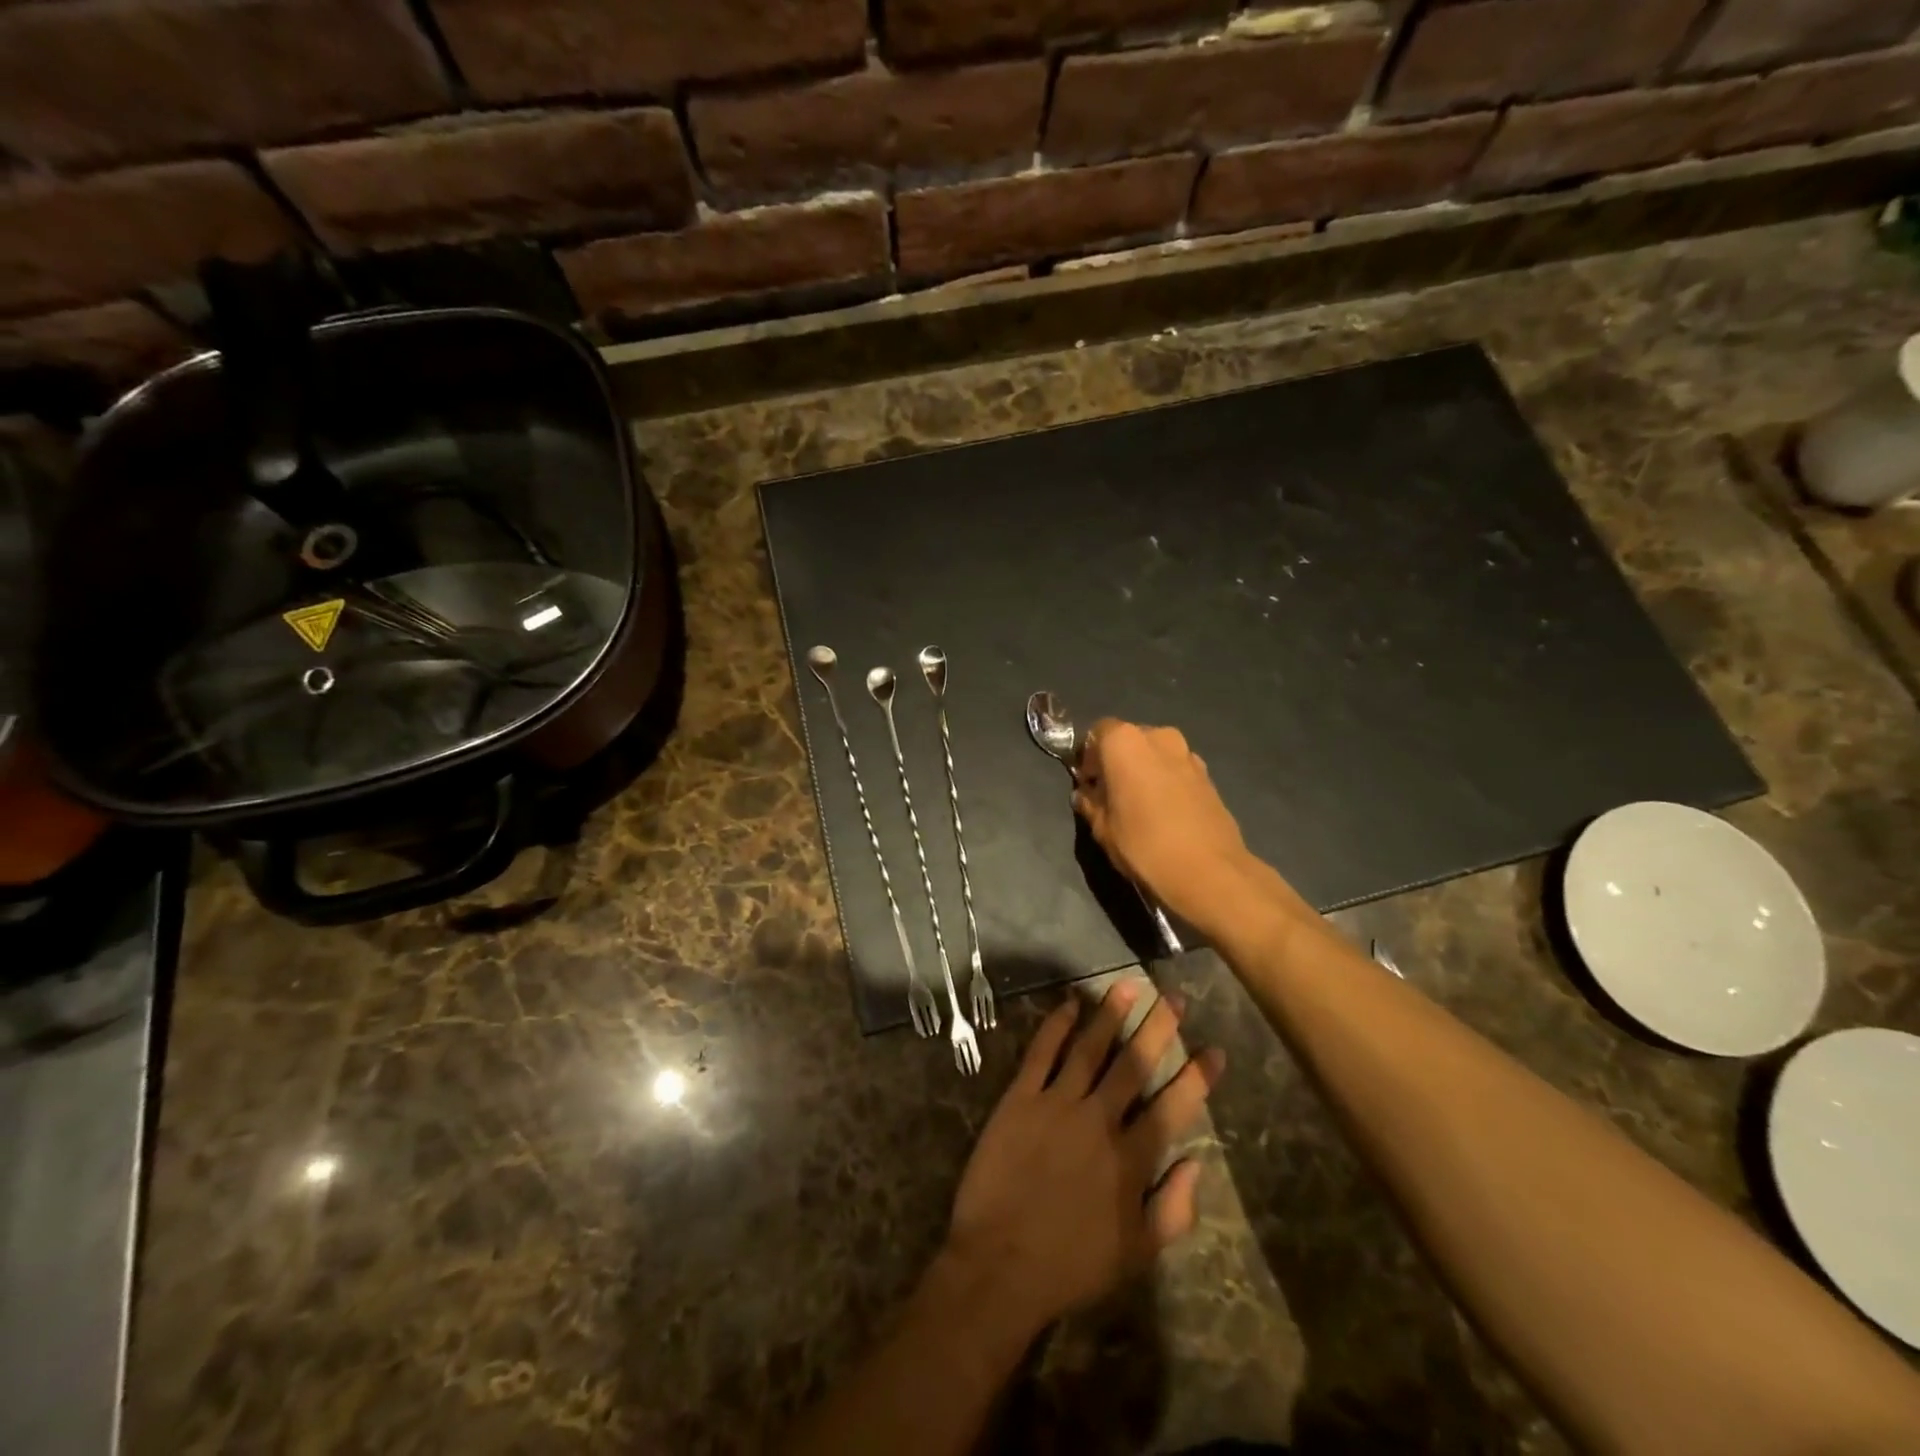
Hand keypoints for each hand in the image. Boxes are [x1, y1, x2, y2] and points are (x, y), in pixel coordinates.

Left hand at [941, 980, 1223, 1336]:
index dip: (1196, 1077)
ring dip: (1110, 1015)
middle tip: (1174, 997)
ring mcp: (1056, 1104)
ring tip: (1127, 985)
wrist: (1000, 1263)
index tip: (1214, 1049)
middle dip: (1158, 1028)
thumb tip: (1196, 1163)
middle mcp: (1098, 1120)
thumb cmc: (1071, 1265)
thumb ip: (1173, 1209)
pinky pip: (1041, 1053)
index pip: (1173, 1107)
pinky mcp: (1020, 1098)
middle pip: (1134, 1064)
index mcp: (1131, 1159)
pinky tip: (1070, 1005)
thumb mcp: (1136, 1253)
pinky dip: (1056, 1026)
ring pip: (1090, 1049)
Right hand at [1074, 718, 1307, 936]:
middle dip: (1117, 761)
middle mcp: (1158, 737)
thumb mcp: (1103, 829)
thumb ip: (1091, 804)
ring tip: (1139, 805)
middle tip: (1110, 793)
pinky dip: (1166, 781)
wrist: (1209, 872)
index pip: (1097, 732)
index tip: (1087, 783)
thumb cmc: (1144, 845)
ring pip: (1156, 754)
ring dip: (1144, 770)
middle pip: (1129, 739)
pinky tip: (1164, 813)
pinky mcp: (1208, 775)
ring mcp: (1188, 754)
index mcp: (1125, 742)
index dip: (1088, 757)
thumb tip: (1085, 795)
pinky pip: (1176, 769)